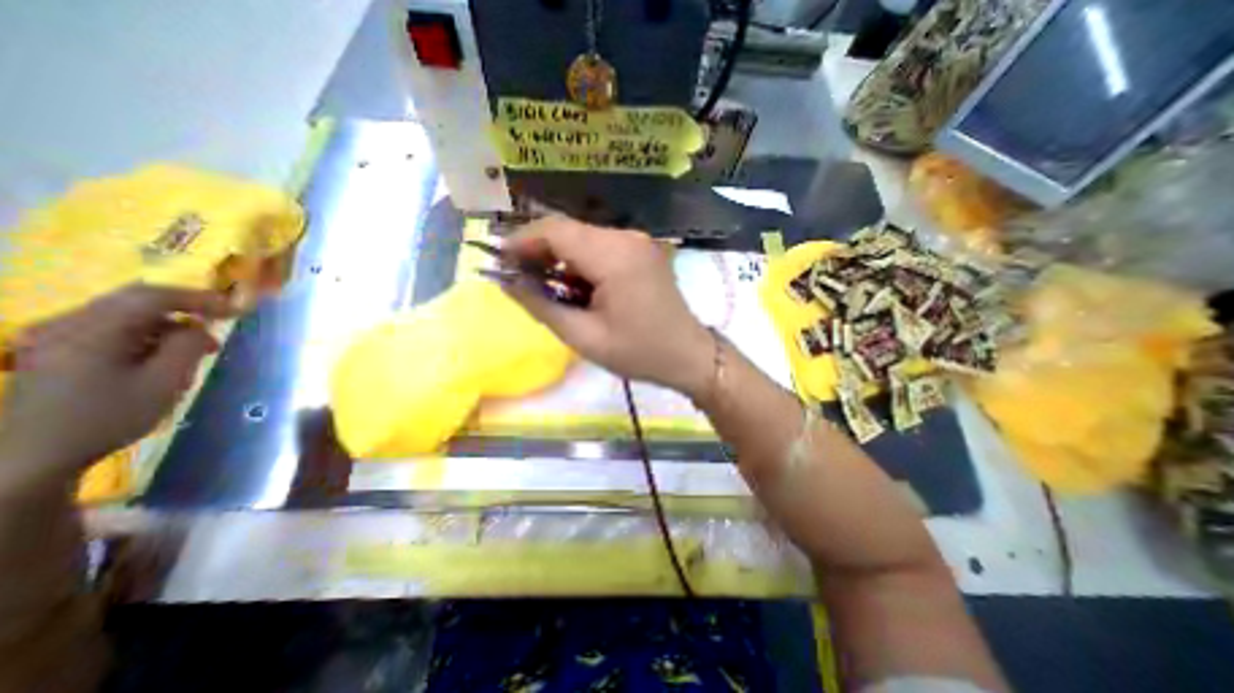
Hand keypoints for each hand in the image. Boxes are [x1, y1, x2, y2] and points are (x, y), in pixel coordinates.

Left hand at [0, 281, 233, 485]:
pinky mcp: (53, 349)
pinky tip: (162, 355)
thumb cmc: (109, 416)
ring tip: (196, 347)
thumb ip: (187, 347)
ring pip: (123, 314)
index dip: (198, 298)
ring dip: (167, 323)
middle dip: (184, 308)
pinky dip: (145, 333)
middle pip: (134, 300)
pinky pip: (108, 328)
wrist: (35, 455)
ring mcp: (53, 336)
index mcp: (91, 330)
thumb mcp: (164, 382)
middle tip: (220, 322)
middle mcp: (65, 324)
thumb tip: (202, 328)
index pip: (152, 296)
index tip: (234, 309)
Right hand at [501, 215, 713, 398]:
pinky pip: (600, 246)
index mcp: (614, 256)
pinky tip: (573, 284)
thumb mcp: (584, 337)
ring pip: (582, 237)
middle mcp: (626, 238)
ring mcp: (637, 241)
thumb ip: (541, 305)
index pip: (555, 230)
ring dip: (558, 256)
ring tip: (543, 285)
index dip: (521, 241)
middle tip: (518, 277)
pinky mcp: (641, 250)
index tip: (499, 261)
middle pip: (568, 230)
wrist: (688, 355)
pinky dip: (579, 260)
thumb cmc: (639, 353)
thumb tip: (505, 281)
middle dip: (537, 249)